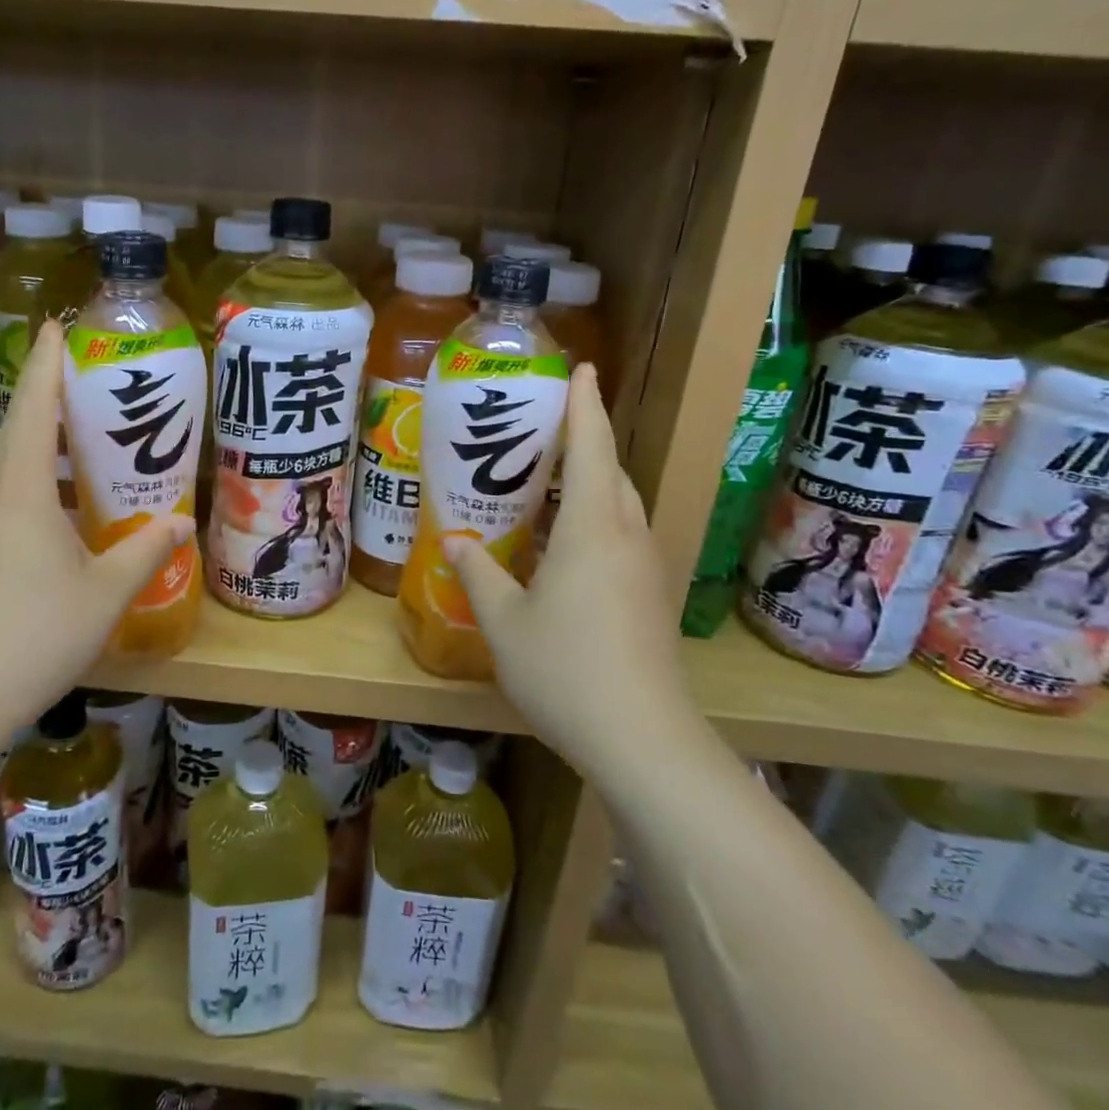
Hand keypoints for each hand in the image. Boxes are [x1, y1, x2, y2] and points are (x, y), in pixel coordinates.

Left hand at [0, 321, 193, 733]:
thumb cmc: (38, 635)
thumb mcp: (107, 592)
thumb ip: (148, 549)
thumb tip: (183, 522)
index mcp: (19, 491)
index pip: (33, 409)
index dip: (48, 365)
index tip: (58, 326)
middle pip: (11, 431)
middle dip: (44, 405)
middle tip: (87, 399)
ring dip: (32, 448)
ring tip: (76, 455)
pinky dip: (20, 483)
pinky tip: (51, 515)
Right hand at [444, 364, 702, 778]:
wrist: (644, 741)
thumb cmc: (566, 671)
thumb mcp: (505, 623)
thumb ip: (479, 576)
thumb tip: (457, 542)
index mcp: (592, 529)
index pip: (592, 447)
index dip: (585, 405)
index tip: (582, 368)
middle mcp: (627, 537)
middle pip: (612, 471)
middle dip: (587, 440)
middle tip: (545, 428)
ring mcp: (646, 568)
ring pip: (622, 505)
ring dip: (593, 482)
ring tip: (550, 480)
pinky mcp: (651, 597)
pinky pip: (624, 536)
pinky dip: (597, 519)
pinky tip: (566, 544)